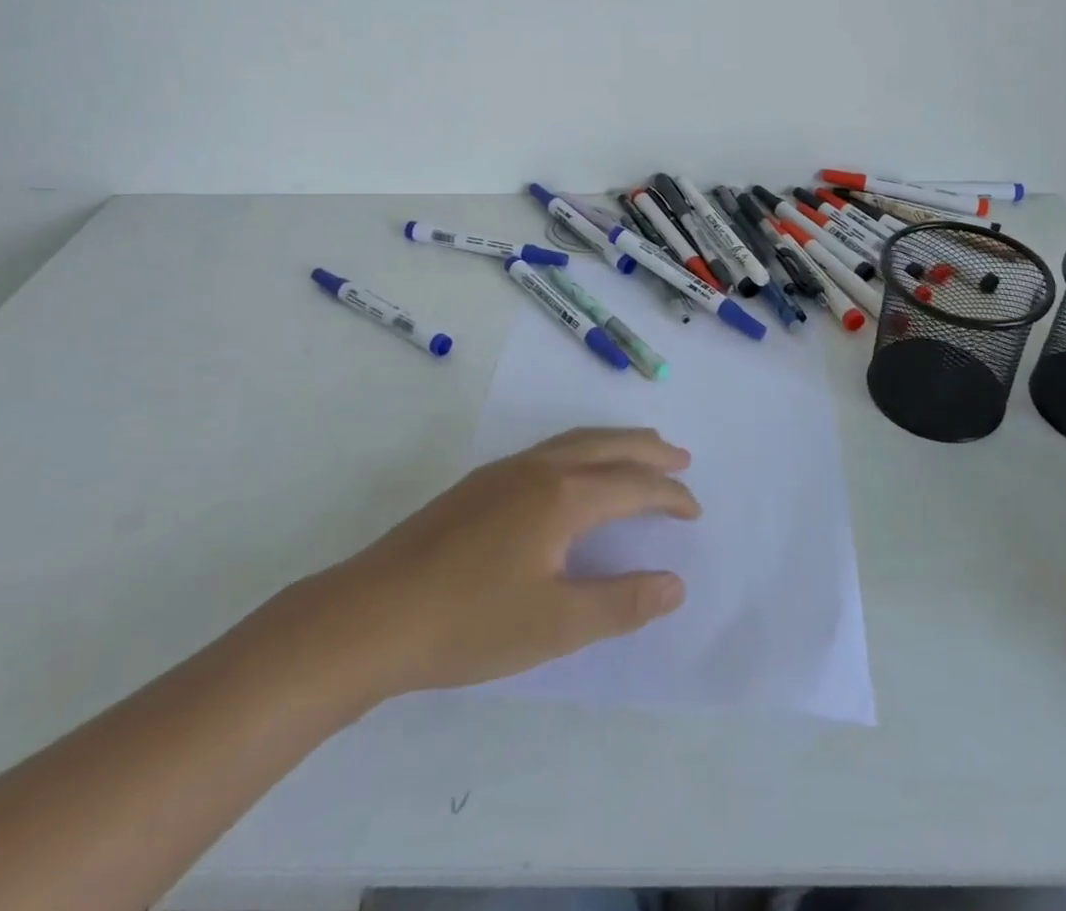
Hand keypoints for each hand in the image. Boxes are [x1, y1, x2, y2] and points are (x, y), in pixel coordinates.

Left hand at [274, 427, 699, 706]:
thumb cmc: (470, 622)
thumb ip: (621, 602)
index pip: (633, 485)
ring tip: (638, 453)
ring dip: (614, 443)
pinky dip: (581, 450)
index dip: (669, 496)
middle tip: (680, 457)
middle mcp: (538, 469)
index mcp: (563, 496)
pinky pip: (548, 450)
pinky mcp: (478, 484)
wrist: (371, 614)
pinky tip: (573, 473)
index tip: (694, 510)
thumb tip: (676, 583)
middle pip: (607, 445)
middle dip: (648, 450)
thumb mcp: (556, 625)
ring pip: (574, 441)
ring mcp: (503, 471)